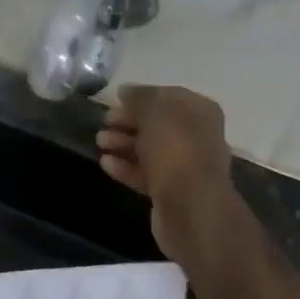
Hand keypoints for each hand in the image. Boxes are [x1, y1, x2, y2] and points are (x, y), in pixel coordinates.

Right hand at [96, 85, 241, 265]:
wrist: (191, 207)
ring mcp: (183, 166)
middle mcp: (195, 136)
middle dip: (128, 121)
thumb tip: (125, 91)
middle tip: (104, 122)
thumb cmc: (176, 150)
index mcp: (199, 112)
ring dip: (123, 144)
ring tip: (99, 142)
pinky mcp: (170, 191)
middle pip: (156, 124)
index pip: (167, 96)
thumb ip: (140, 98)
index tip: (114, 100)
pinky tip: (105, 164)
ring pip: (149, 150)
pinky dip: (126, 167)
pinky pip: (145, 174)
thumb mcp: (156, 112)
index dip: (140, 96)